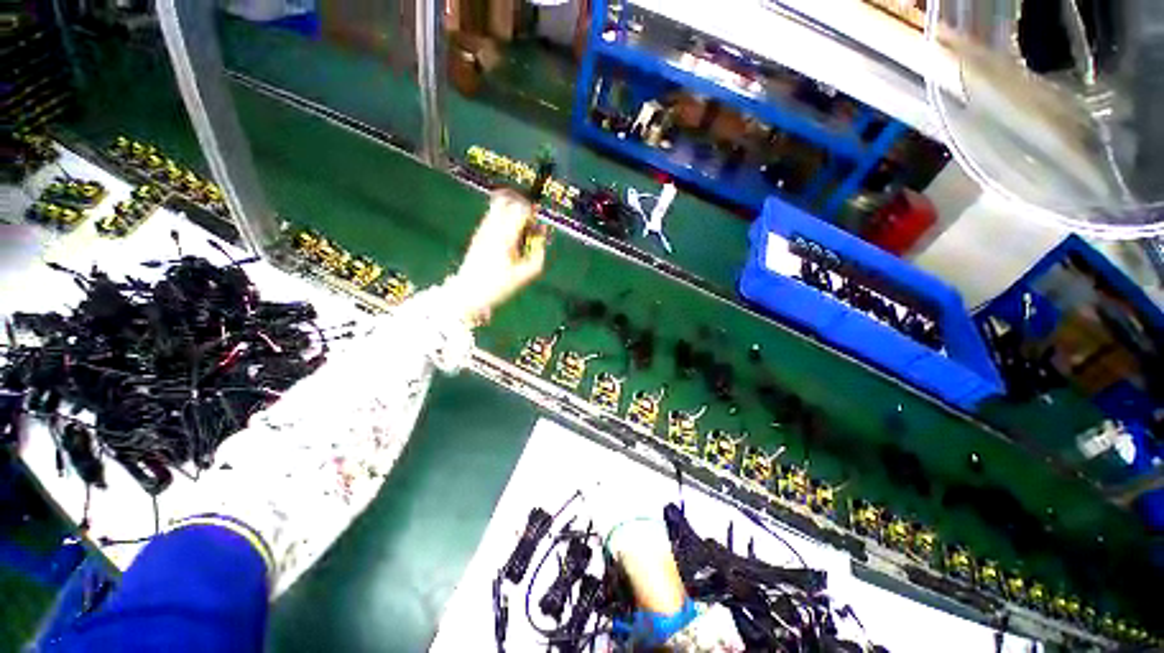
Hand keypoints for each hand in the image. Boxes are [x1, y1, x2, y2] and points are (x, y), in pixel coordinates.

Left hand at [448, 190, 547, 324]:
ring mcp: (482, 229)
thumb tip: (543, 234)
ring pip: (498, 205)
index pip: (521, 209)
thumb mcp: (527, 274)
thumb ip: (540, 252)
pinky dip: (504, 220)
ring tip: (517, 231)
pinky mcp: (478, 233)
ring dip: (511, 212)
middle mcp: (492, 227)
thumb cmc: (500, 285)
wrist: (470, 292)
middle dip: (521, 206)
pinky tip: (508, 237)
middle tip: (527, 221)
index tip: (536, 227)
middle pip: (506, 199)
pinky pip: (493, 216)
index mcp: (505, 236)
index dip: (533, 214)